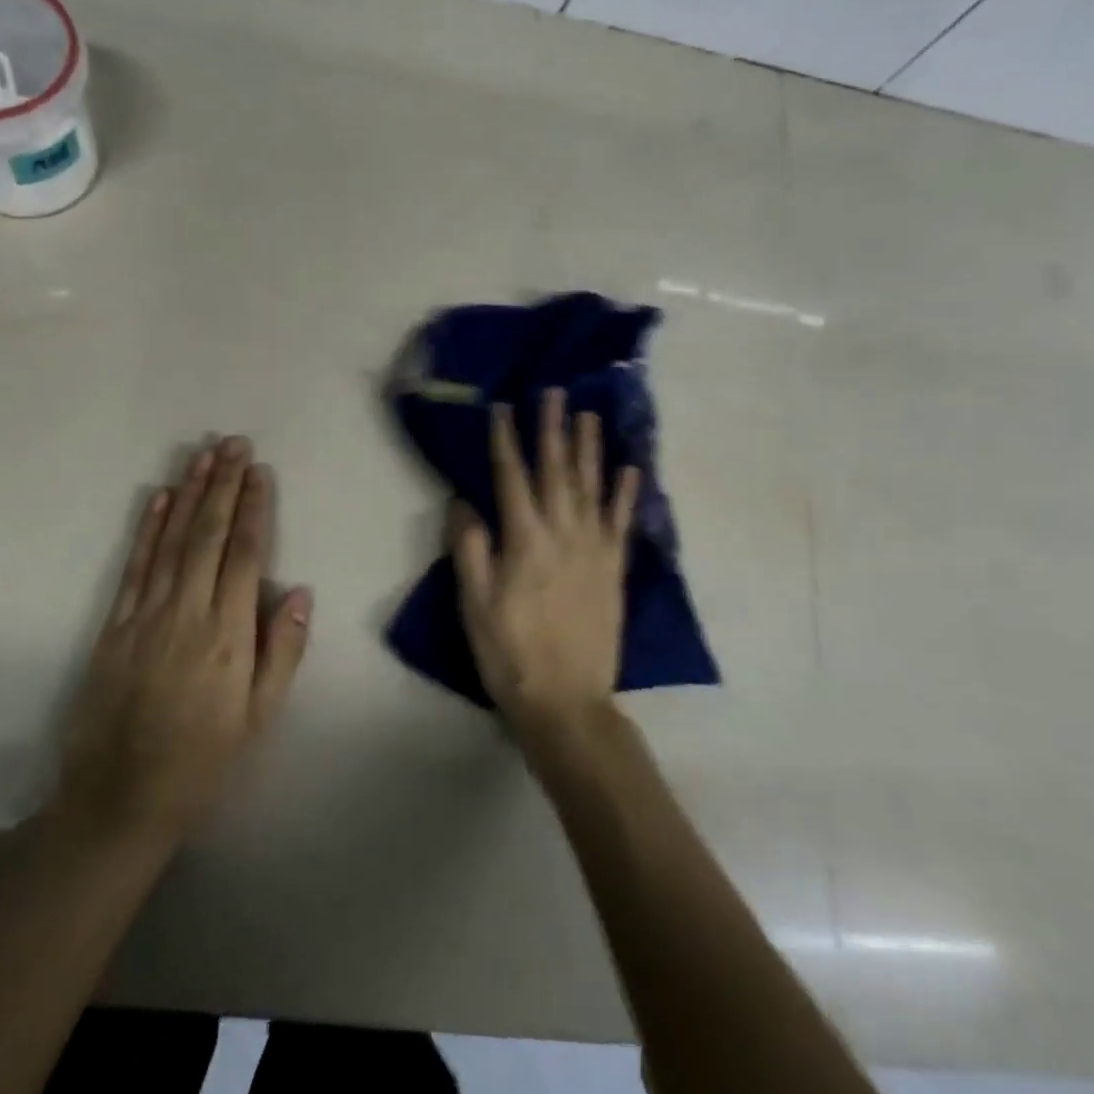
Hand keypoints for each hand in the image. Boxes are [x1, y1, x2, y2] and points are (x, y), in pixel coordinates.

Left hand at [52, 437, 311, 850]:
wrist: (119, 798)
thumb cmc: (202, 760)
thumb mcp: (258, 718)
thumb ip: (281, 652)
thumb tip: (298, 591)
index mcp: (227, 635)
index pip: (244, 555)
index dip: (253, 508)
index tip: (259, 471)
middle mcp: (187, 613)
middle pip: (208, 536)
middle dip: (223, 485)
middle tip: (234, 443)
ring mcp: (145, 615)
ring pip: (171, 540)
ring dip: (189, 493)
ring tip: (203, 455)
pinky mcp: (114, 624)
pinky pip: (135, 565)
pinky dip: (148, 528)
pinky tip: (159, 498)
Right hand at [451, 389, 638, 741]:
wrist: (566, 701)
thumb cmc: (509, 652)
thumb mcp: (474, 604)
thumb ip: (470, 548)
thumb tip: (464, 501)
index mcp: (524, 540)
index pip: (512, 477)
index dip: (506, 439)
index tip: (504, 407)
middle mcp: (563, 534)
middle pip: (556, 471)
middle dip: (553, 429)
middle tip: (554, 392)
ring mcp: (594, 550)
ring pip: (592, 487)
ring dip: (590, 448)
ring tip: (588, 415)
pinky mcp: (613, 569)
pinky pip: (621, 522)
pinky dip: (626, 493)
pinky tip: (630, 468)